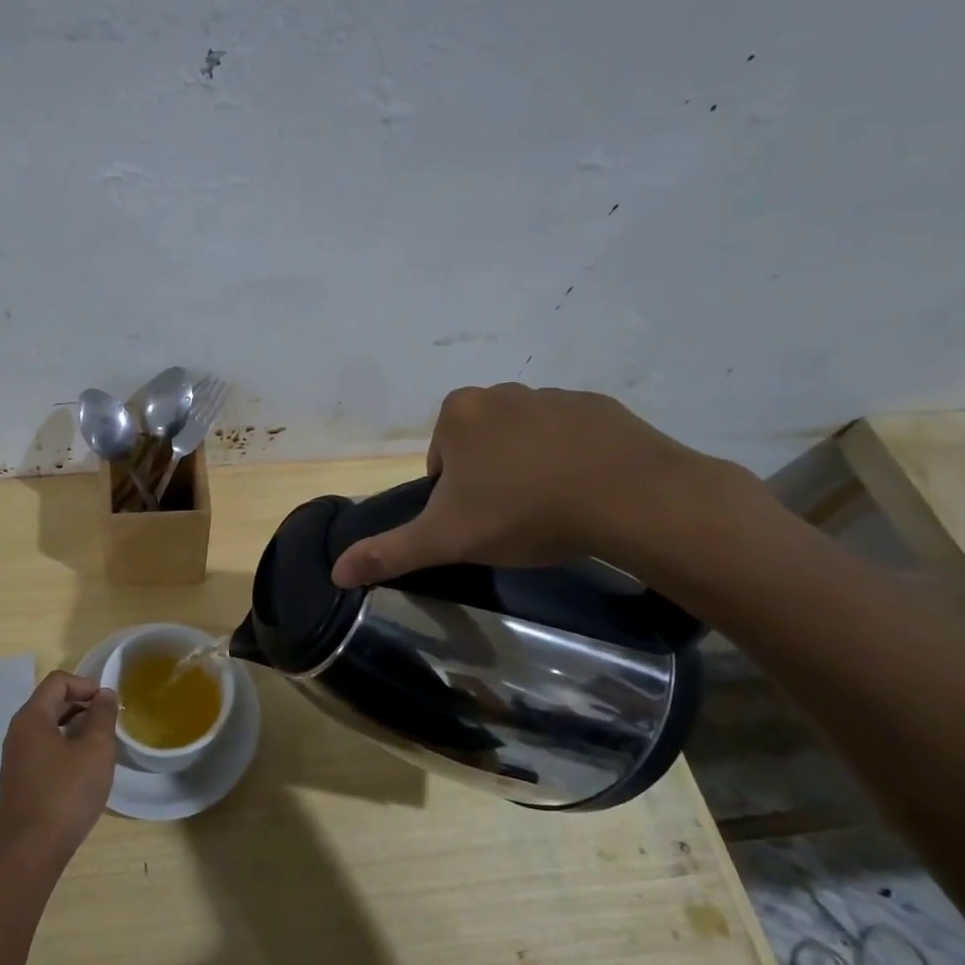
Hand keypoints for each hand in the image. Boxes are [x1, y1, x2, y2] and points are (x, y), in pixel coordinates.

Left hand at [0, 671, 119, 866]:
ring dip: (76, 728)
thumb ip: (102, 716)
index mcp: (31, 717)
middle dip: (83, 705)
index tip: (109, 704)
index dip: (86, 684)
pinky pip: (44, 749)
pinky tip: (85, 769)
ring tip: (101, 745)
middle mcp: (18, 732)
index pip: (58, 681)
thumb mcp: (95, 750)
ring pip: (49, 727)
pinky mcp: (20, 780)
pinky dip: (66, 747)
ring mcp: (16, 757)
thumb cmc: (66, 794)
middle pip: (51, 702)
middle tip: (110, 723)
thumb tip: (104, 694)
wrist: (30, 851)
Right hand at [331, 383, 733, 586]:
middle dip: (488, 479)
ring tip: (551, 508)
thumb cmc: (523, 512)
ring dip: (528, 468)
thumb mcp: (446, 539)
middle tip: (512, 518)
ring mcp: (553, 395)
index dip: (452, 497)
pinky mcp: (599, 407)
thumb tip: (335, 572)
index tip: (478, 521)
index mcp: (458, 414)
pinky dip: (570, 459)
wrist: (629, 497)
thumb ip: (389, 552)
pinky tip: (585, 492)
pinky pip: (570, 435)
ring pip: (524, 439)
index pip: (439, 460)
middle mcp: (500, 392)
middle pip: (479, 446)